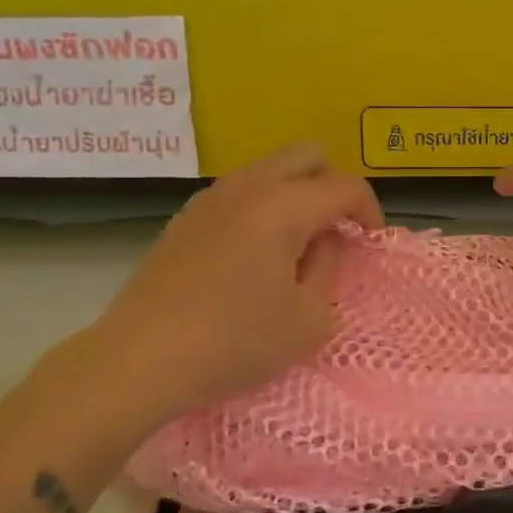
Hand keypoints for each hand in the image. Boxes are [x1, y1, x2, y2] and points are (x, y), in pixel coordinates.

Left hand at [69, 144, 382, 422]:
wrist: (141, 358)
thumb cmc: (235, 340)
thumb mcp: (308, 318)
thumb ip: (329, 268)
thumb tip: (324, 242)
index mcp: (284, 205)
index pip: (345, 186)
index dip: (369, 210)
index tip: (371, 242)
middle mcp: (249, 186)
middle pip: (306, 155)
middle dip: (332, 184)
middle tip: (335, 229)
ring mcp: (212, 198)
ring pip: (269, 169)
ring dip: (295, 193)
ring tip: (296, 244)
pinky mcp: (186, 218)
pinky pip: (240, 192)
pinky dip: (262, 207)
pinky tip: (253, 254)